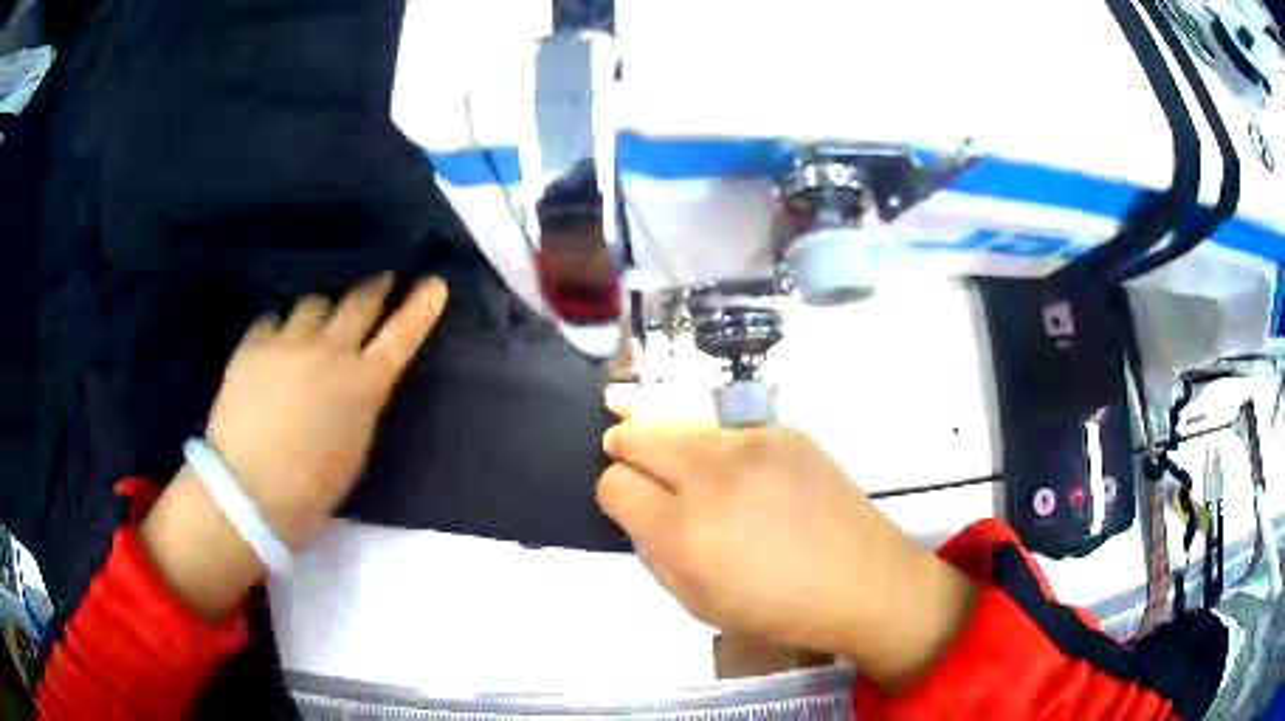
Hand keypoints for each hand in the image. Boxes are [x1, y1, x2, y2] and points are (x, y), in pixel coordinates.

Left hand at [205, 274, 448, 544]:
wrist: (248, 489)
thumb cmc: (311, 487)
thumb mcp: (354, 449)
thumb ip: (361, 405)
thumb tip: (359, 382)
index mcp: (364, 384)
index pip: (402, 335)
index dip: (420, 307)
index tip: (434, 284)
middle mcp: (331, 351)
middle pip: (360, 301)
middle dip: (375, 288)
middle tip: (381, 281)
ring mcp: (289, 341)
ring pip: (314, 303)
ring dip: (322, 312)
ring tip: (315, 324)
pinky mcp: (254, 343)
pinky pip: (273, 319)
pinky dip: (279, 328)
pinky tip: (274, 344)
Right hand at [598, 421, 976, 690]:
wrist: (861, 580)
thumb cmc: (775, 607)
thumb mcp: (695, 600)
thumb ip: (653, 549)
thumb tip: (635, 506)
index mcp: (683, 532)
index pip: (613, 483)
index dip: (615, 495)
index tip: (630, 505)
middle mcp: (711, 474)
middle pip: (635, 432)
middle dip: (625, 449)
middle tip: (637, 467)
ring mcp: (752, 442)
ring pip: (676, 414)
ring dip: (665, 435)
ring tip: (675, 456)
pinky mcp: (784, 429)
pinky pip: (723, 419)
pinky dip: (709, 435)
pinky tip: (725, 458)